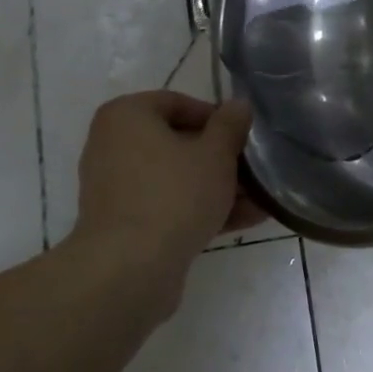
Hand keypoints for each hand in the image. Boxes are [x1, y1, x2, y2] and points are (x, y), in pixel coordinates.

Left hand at [71, 91, 265, 278]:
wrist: (129, 269)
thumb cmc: (174, 194)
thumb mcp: (215, 154)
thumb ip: (230, 125)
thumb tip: (238, 105)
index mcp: (126, 116)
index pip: (177, 103)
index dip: (217, 118)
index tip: (244, 137)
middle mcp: (113, 145)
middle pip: (177, 143)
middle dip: (221, 158)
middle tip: (255, 170)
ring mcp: (116, 187)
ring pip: (176, 178)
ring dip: (217, 187)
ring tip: (259, 200)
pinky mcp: (124, 223)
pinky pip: (168, 205)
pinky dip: (200, 209)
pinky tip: (245, 220)